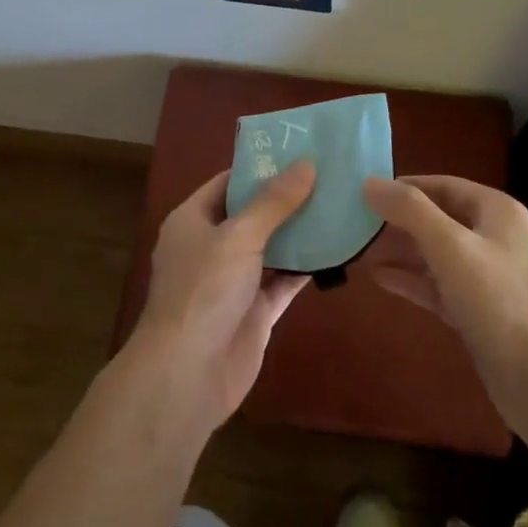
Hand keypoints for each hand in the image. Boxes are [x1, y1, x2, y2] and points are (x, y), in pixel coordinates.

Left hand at [127, 164, 315, 433]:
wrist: (187, 375)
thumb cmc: (204, 290)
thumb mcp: (239, 236)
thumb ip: (274, 202)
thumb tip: (306, 164)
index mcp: (193, 220)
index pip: (228, 182)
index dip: (260, 167)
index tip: (298, 151)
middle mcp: (212, 246)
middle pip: (253, 213)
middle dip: (287, 198)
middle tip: (329, 175)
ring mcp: (234, 280)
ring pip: (272, 247)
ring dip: (300, 232)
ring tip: (340, 204)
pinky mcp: (255, 310)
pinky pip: (284, 280)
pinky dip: (306, 267)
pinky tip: (337, 249)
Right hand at [363, 175, 527, 440]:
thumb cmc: (499, 301)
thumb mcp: (451, 247)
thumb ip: (410, 211)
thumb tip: (369, 182)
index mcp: (496, 211)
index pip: (443, 185)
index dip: (405, 187)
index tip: (365, 193)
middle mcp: (495, 237)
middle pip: (438, 218)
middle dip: (399, 221)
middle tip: (355, 223)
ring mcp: (488, 277)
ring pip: (437, 254)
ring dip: (401, 251)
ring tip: (359, 249)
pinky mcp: (479, 312)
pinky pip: (439, 285)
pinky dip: (412, 280)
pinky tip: (379, 278)